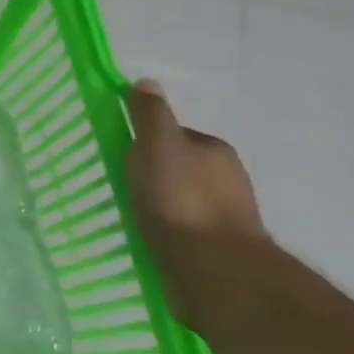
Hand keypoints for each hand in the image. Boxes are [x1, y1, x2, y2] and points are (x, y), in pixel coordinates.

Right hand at [124, 79, 269, 323]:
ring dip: (163, 209)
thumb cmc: (181, 201)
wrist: (215, 272)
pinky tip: (152, 244)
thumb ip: (150, 115)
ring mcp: (228, 219)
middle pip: (180, 169)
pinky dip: (170, 235)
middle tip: (124, 189)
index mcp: (215, 150)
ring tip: (134, 219)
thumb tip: (147, 81)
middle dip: (156, 177)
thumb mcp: (158, 146)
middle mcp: (229, 180)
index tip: (125, 158)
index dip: (147, 144)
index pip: (175, 136)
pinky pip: (186, 234)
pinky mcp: (221, 253)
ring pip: (184, 203)